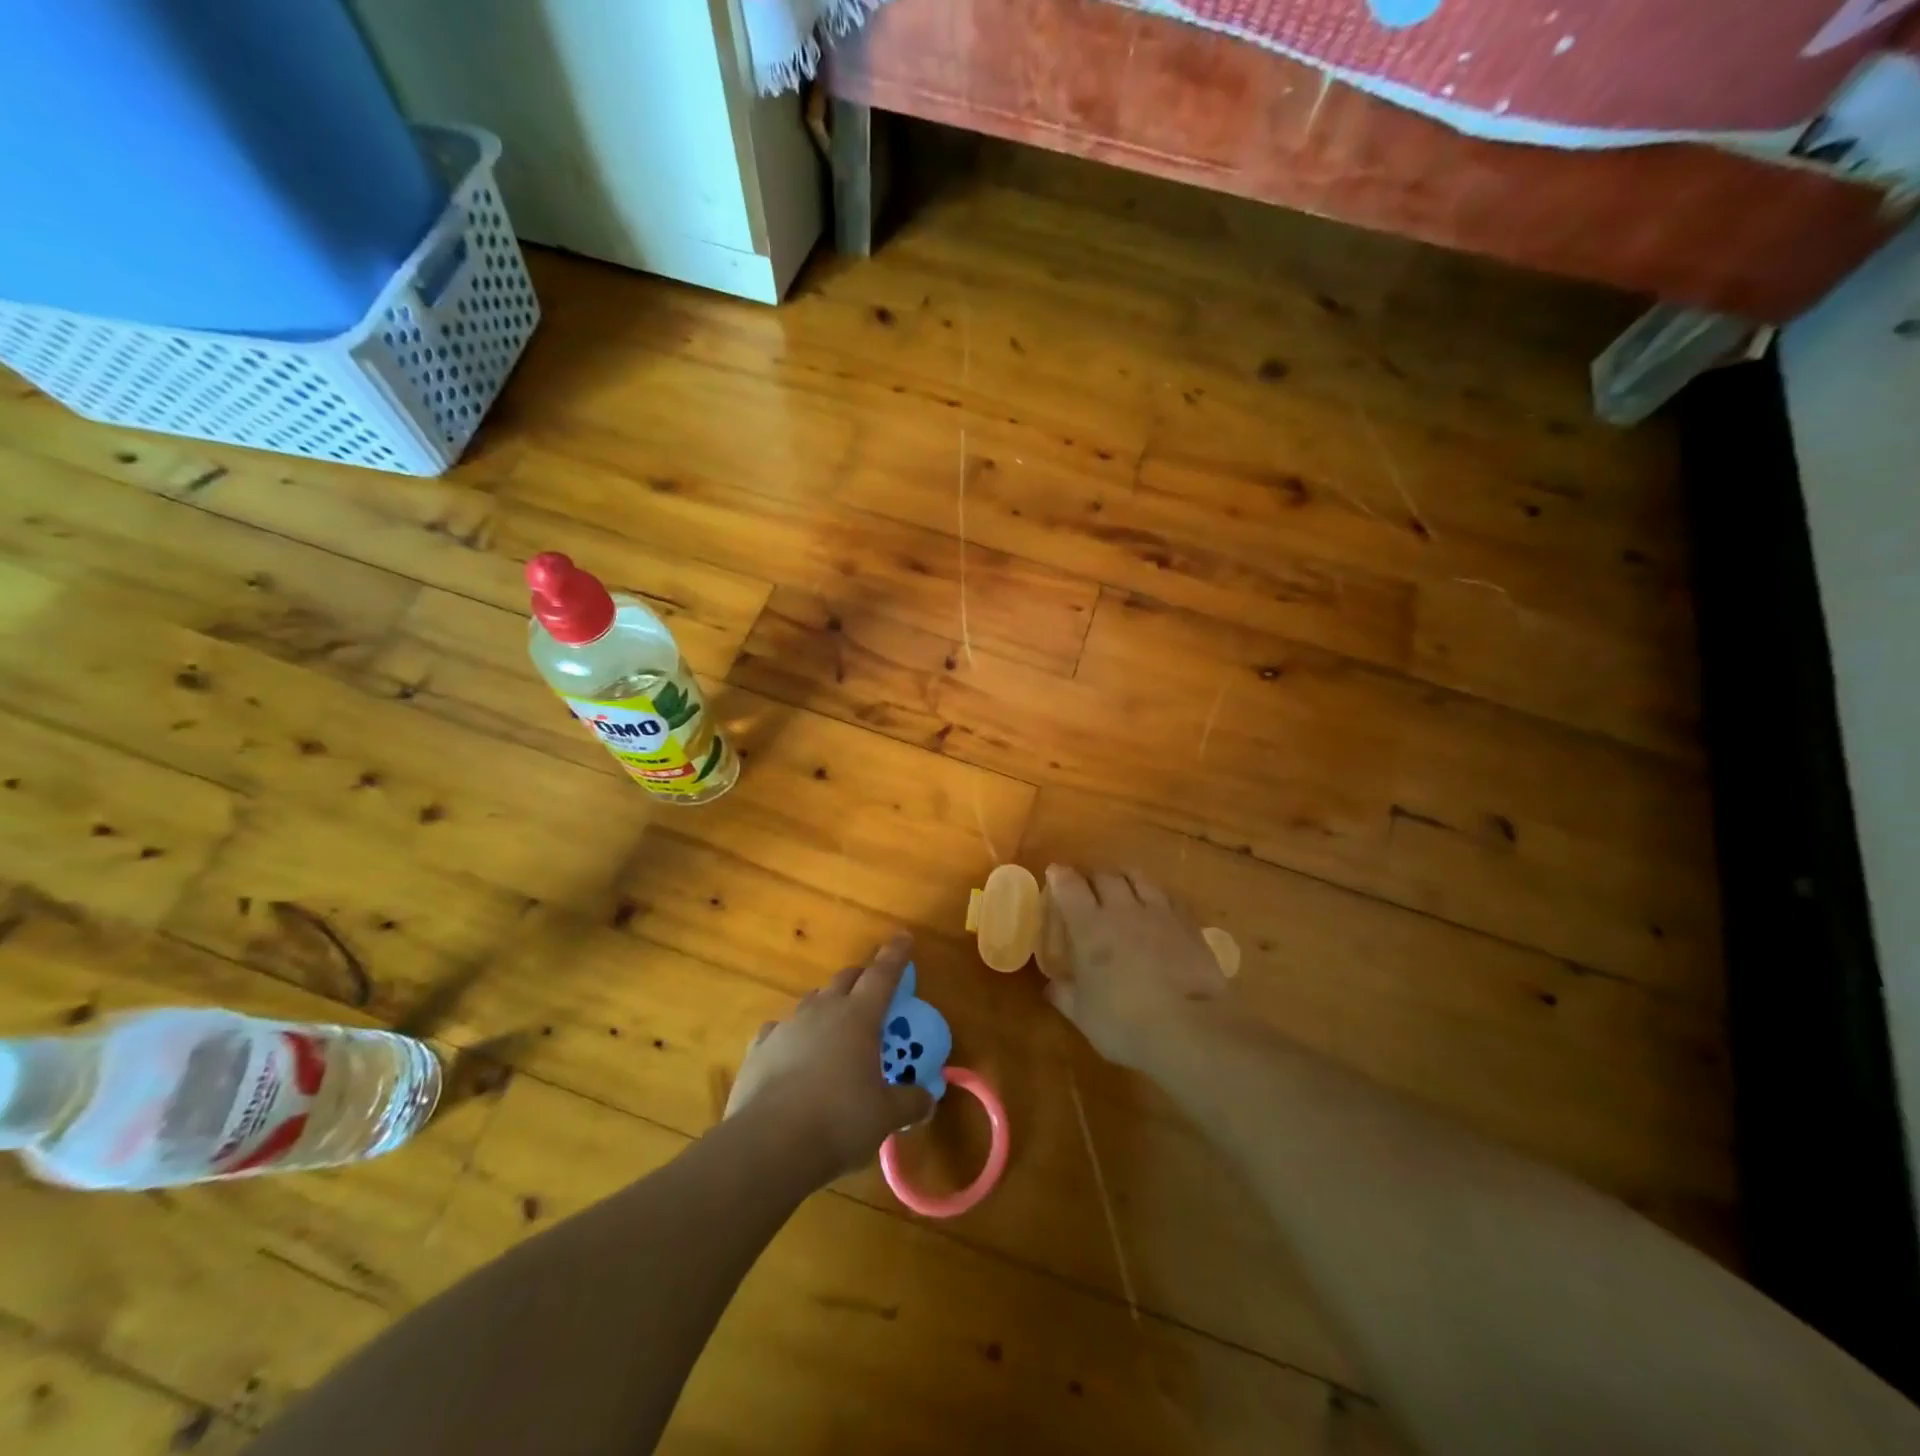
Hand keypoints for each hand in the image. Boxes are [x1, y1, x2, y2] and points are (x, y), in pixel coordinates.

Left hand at [726, 933, 934, 1182]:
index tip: (904, 937)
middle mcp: (823, 1010)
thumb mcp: (885, 1116)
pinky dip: (792, 1036)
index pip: (883, 974)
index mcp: (859, 1016)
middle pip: (846, 979)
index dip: (896, 955)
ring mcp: (787, 1026)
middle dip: (862, 978)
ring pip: (812, 1001)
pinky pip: (780, 1030)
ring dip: (827, 1006)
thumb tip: (928, 1100)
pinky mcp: (759, 1049)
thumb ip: (910, 1103)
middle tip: (872, 990)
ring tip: (834, 1028)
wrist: (768, 1144)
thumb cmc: (839, 1120)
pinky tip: (792, 1054)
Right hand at [1042, 866, 1232, 1071]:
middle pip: (1105, 876)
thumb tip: (1051, 985)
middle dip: (1093, 877)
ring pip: (1138, 878)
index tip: (1055, 872)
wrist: (1190, 1028)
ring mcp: (1158, 913)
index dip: (1060, 876)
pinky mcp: (1188, 924)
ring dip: (1125, 878)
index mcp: (1090, 927)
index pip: (1070, 887)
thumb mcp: (1083, 1015)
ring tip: (1123, 886)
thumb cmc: (1125, 1023)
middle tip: (1089, 886)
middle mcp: (1122, 910)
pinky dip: (1156, 895)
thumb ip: (1064, 995)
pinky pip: (1168, 896)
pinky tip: (1157, 906)